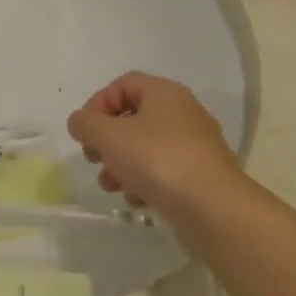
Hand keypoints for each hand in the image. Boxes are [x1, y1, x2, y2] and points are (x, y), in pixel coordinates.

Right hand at [66, 72, 238, 217]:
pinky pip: (164, 171)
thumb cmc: (157, 161)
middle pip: (132, 117)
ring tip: (112, 185)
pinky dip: (145, 182)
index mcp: (164, 93)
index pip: (122, 85)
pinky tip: (137, 200)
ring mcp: (195, 145)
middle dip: (107, 140)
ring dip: (121, 164)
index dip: (97, 104)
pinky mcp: (201, 176)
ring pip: (146, 147)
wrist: (214, 210)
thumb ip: (85, 123)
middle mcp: (183, 112)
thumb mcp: (108, 136)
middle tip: (94, 159)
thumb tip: (80, 122)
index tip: (85, 132)